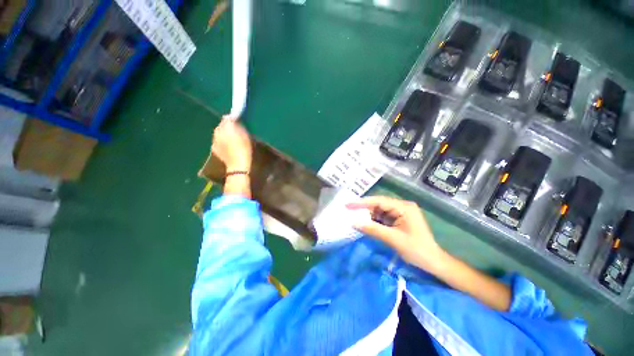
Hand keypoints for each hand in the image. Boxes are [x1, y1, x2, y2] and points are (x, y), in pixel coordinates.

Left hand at [212, 116, 251, 171]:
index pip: (227, 118)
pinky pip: (217, 142)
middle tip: (235, 132)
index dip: (232, 120)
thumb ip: (238, 126)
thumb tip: (232, 119)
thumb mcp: (245, 135)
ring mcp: (214, 141)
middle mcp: (218, 132)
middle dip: (226, 127)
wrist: (238, 164)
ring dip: (223, 135)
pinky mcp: (214, 149)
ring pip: (218, 134)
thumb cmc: (245, 149)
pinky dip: (221, 143)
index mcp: (226, 127)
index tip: (237, 123)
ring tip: (232, 141)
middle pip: (221, 126)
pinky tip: (227, 148)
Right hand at [347, 196, 445, 271]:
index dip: (362, 202)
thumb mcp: (393, 239)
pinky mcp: (399, 220)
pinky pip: (383, 218)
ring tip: (354, 217)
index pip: (379, 201)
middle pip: (378, 205)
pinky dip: (374, 221)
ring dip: (368, 215)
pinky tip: (365, 223)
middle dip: (364, 208)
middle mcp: (402, 207)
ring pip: (379, 211)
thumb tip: (353, 222)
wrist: (434, 263)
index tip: (348, 204)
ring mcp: (401, 213)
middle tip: (348, 211)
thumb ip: (372, 229)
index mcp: (404, 207)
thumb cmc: (417, 250)